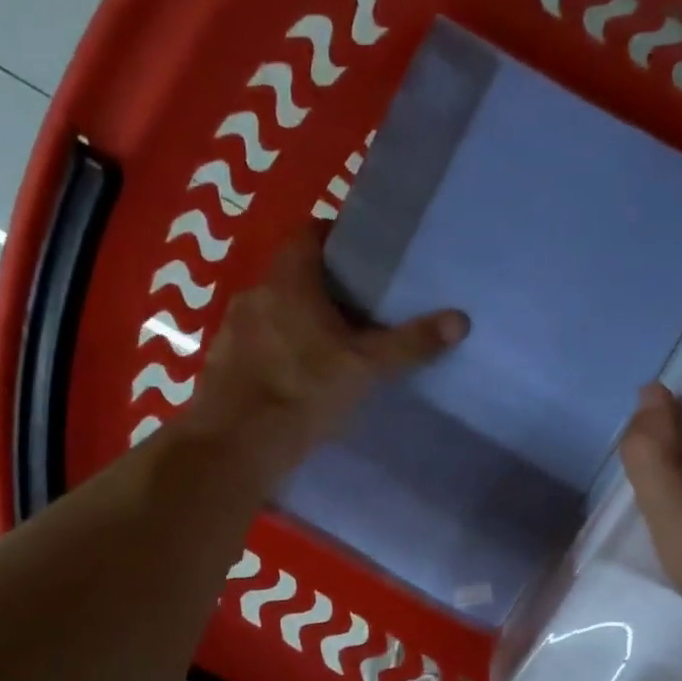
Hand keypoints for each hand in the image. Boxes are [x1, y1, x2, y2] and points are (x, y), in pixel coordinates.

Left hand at [177, 226, 468, 480]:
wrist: (235, 446)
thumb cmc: (302, 391)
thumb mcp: (364, 367)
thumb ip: (409, 343)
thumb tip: (461, 319)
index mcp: (288, 280)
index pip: (309, 234)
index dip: (335, 238)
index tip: (362, 258)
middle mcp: (254, 294)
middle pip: (293, 275)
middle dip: (323, 288)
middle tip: (359, 309)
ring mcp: (232, 330)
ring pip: (272, 313)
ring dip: (297, 322)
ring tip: (330, 346)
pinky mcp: (221, 365)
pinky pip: (255, 345)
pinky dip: (276, 352)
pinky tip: (296, 379)